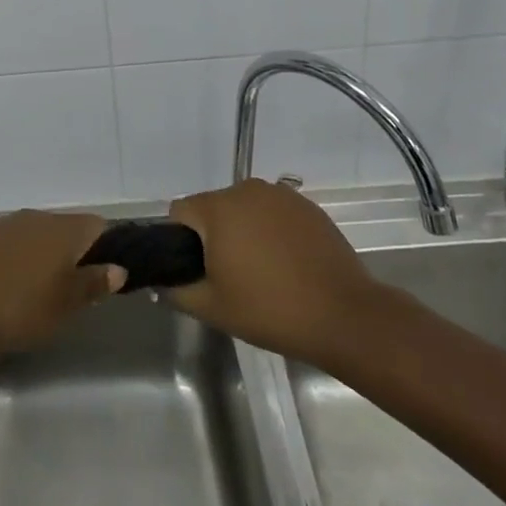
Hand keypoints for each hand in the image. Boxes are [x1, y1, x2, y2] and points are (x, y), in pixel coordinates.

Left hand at [0, 210, 124, 352]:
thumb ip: (92, 284)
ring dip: (49, 260)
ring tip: (46, 296)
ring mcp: (10, 224)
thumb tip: (119, 268)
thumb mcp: (62, 305)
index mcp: (64, 229)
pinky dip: (24, 262)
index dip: (110, 249)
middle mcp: (39, 217)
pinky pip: (18, 244)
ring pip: (43, 237)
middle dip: (78, 258)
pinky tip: (14, 289)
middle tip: (78, 295)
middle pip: (70, 230)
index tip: (108, 278)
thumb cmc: (13, 303)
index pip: (100, 226)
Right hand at [168, 179, 385, 362]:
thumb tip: (161, 282)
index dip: (180, 241)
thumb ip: (177, 291)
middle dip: (214, 236)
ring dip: (244, 231)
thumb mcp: (213, 309)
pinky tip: (288, 264)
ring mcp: (280, 194)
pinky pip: (274, 213)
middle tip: (230, 276)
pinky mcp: (306, 205)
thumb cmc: (271, 310)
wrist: (344, 316)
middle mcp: (245, 189)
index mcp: (217, 208)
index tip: (198, 270)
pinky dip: (272, 232)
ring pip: (244, 208)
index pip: (181, 211)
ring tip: (262, 271)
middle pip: (213, 208)